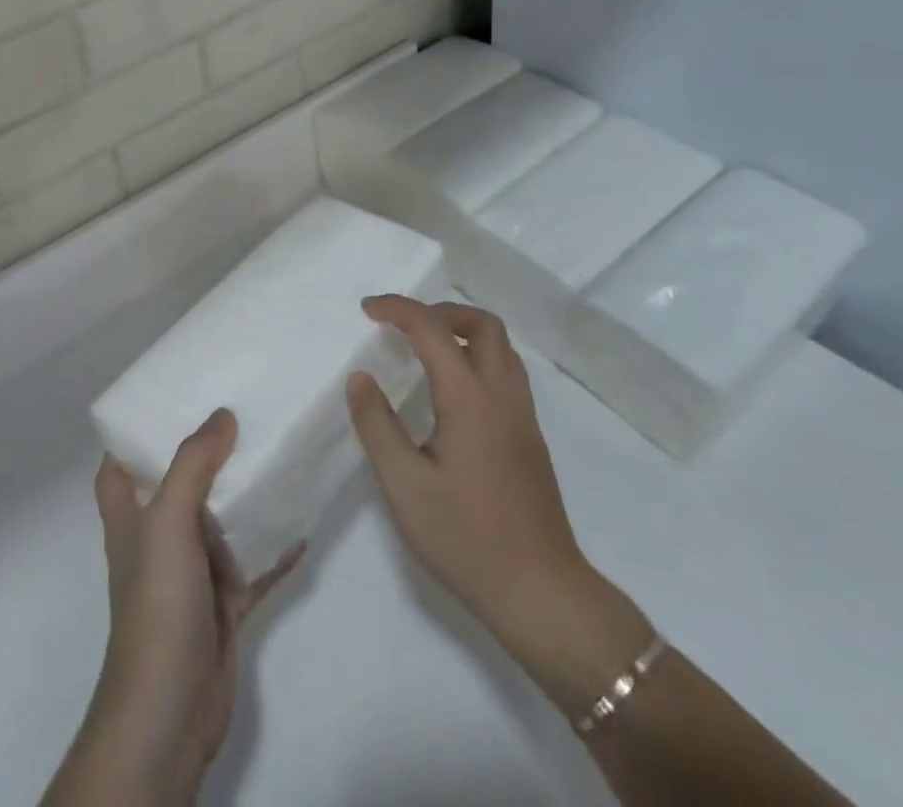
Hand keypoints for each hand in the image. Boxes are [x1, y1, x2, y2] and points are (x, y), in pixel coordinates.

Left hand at [44, 409, 300, 805]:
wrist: (172, 708)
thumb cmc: (158, 602)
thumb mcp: (168, 520)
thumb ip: (193, 463)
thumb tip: (222, 414)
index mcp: (130, 513)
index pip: (121, 460)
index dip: (138, 429)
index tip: (174, 394)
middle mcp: (158, 535)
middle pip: (180, 481)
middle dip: (207, 451)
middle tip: (242, 410)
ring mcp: (191, 569)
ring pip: (220, 518)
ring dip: (244, 494)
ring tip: (277, 451)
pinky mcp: (222, 600)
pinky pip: (253, 562)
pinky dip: (274, 545)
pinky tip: (303, 521)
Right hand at [346, 295, 651, 707]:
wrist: (542, 593)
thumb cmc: (466, 538)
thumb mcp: (405, 486)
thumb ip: (377, 425)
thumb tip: (360, 377)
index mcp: (470, 399)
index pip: (433, 329)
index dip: (398, 309)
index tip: (366, 309)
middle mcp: (503, 395)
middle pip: (483, 324)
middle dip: (440, 310)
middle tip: (403, 325)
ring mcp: (523, 417)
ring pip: (501, 347)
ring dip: (463, 331)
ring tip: (425, 348)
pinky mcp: (530, 438)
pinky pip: (506, 372)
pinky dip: (477, 357)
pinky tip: (452, 390)